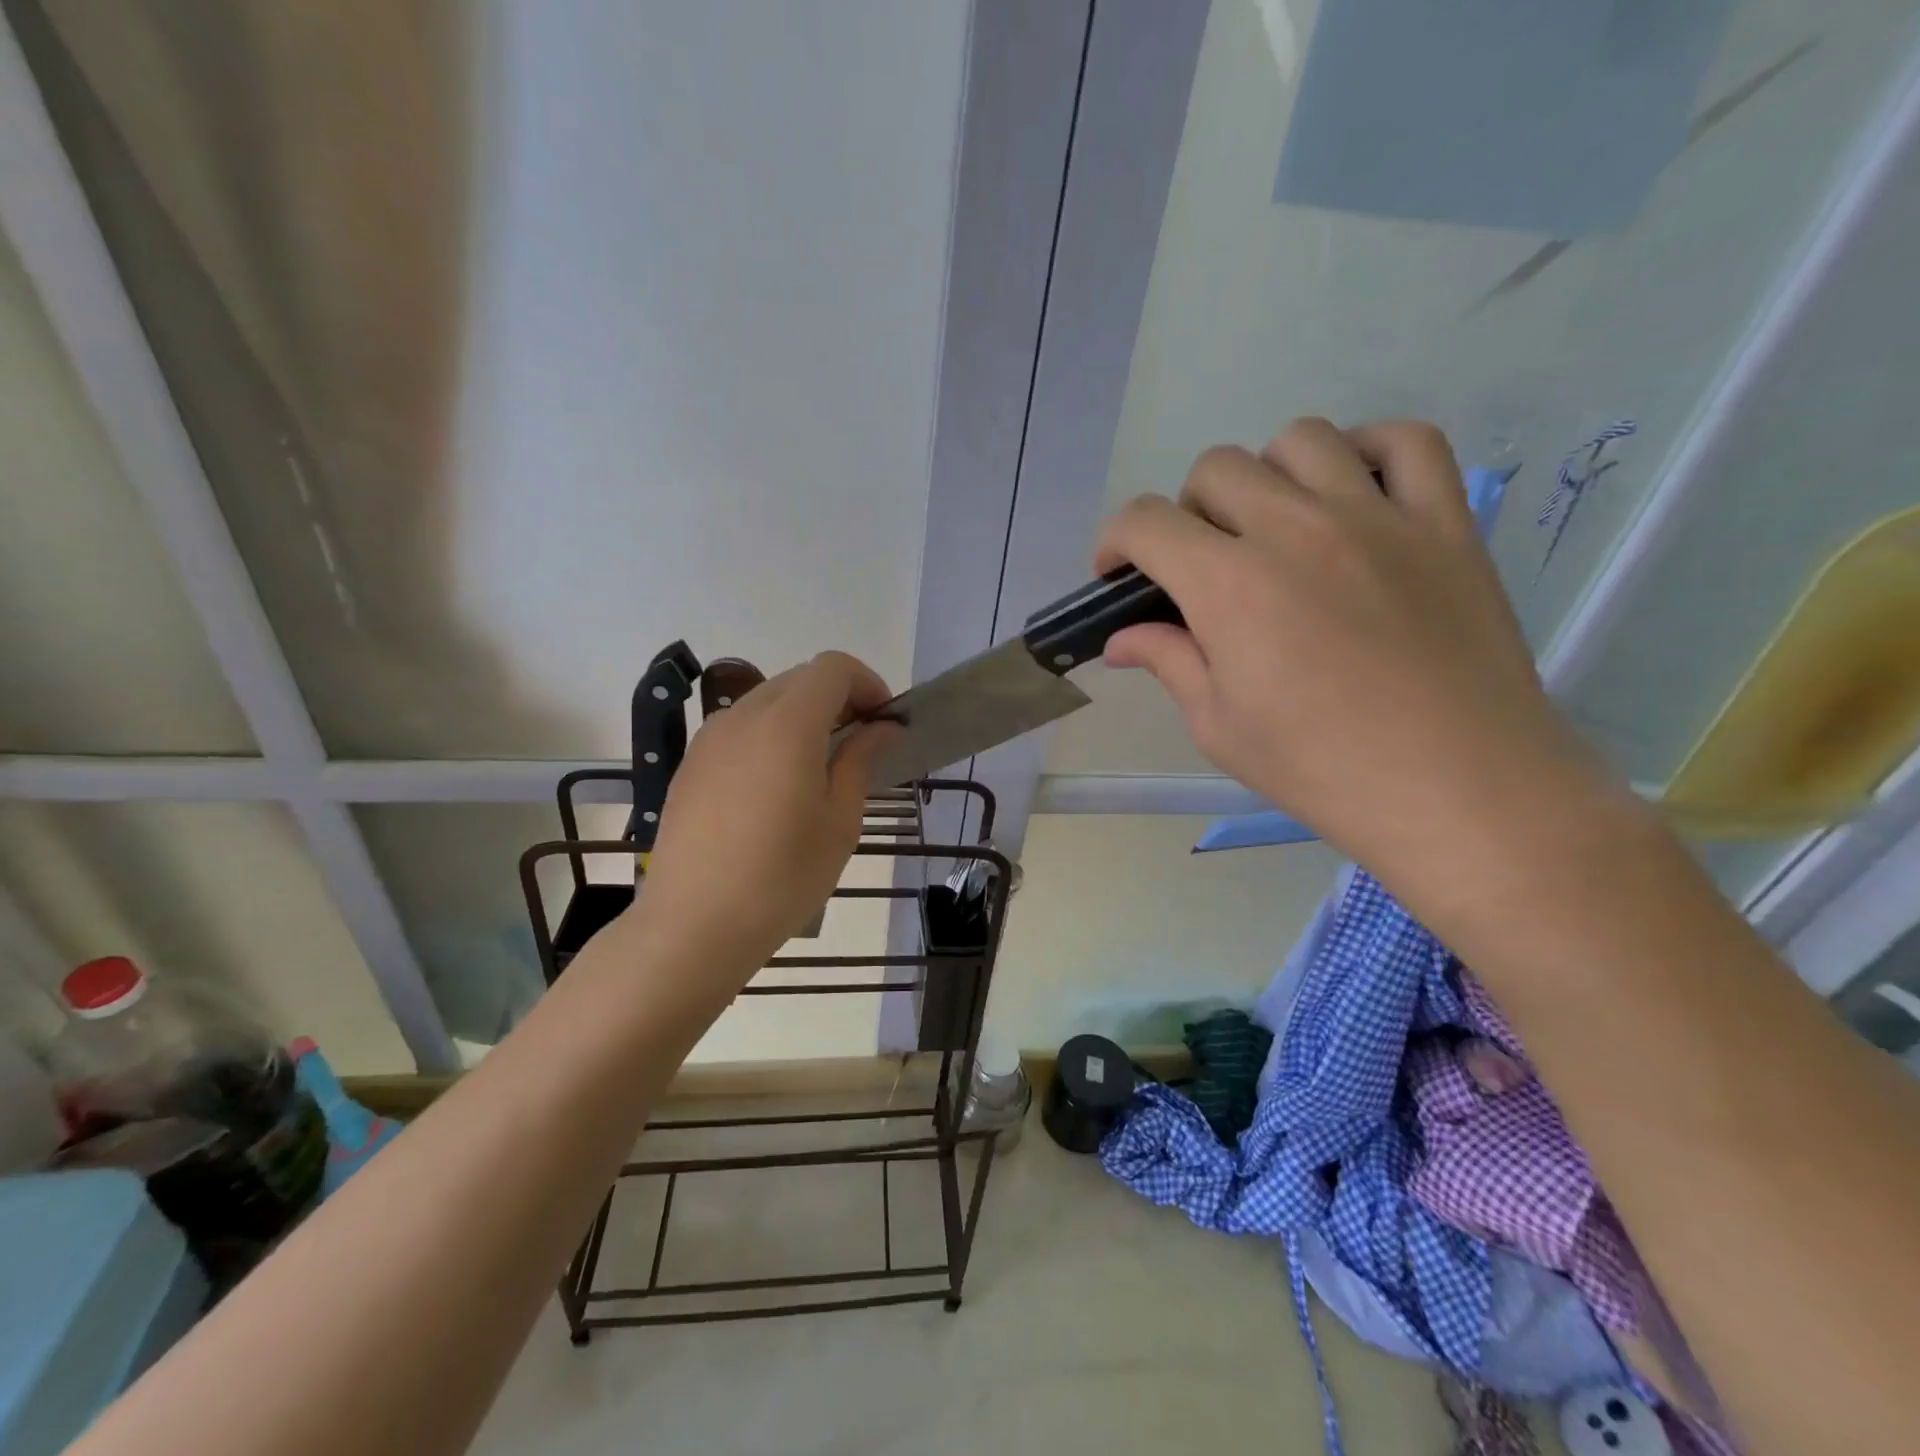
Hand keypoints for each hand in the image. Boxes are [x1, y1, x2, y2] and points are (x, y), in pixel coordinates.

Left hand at [633, 652, 897, 985]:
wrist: (691, 926)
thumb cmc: (781, 878)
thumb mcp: (839, 822)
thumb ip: (861, 760)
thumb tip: (882, 727)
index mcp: (787, 724)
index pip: (833, 667)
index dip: (867, 683)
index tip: (884, 722)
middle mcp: (743, 716)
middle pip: (800, 679)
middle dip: (838, 699)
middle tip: (861, 745)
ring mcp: (709, 738)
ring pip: (767, 701)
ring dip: (803, 717)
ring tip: (819, 769)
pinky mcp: (690, 764)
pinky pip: (740, 729)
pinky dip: (770, 737)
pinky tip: (775, 789)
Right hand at [1095, 418, 1615, 877]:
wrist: (1458, 790)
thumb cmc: (1321, 768)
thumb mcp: (1219, 726)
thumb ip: (1168, 663)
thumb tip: (1121, 640)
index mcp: (1230, 585)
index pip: (1146, 522)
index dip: (1116, 542)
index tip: (1118, 575)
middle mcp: (1296, 529)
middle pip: (1216, 469)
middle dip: (1186, 513)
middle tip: (1201, 566)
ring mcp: (1378, 516)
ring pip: (1300, 440)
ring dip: (1266, 476)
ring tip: (1274, 527)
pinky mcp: (1445, 522)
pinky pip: (1407, 442)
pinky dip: (1368, 451)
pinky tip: (1353, 494)